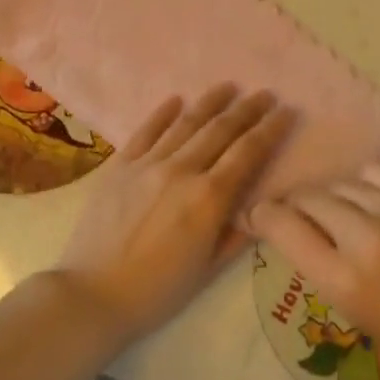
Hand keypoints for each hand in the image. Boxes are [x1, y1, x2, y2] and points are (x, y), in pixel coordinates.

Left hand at [53, 85, 293, 344]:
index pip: (248, 153)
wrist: (92, 293)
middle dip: (247, 109)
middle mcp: (181, 170)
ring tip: (228, 86)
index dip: (270, 129)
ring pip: (185, 123)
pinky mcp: (120, 165)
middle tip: (265, 94)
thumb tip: (258, 209)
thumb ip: (235, 234)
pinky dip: (163, 113)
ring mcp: (147, 163)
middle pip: (221, 130)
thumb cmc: (157, 291)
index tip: (287, 110)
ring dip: (210, 102)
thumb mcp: (207, 270)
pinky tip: (176, 99)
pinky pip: (145, 131)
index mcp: (208, 198)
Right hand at [250, 164, 379, 379]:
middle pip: (307, 199)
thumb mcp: (362, 317)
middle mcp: (365, 236)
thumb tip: (296, 233)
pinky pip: (373, 174)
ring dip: (327, 198)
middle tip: (295, 218)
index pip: (283, 227)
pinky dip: (361, 186)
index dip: (262, 217)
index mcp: (346, 281)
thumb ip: (324, 270)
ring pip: (338, 184)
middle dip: (293, 207)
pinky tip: (369, 201)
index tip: (257, 216)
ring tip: (336, 213)